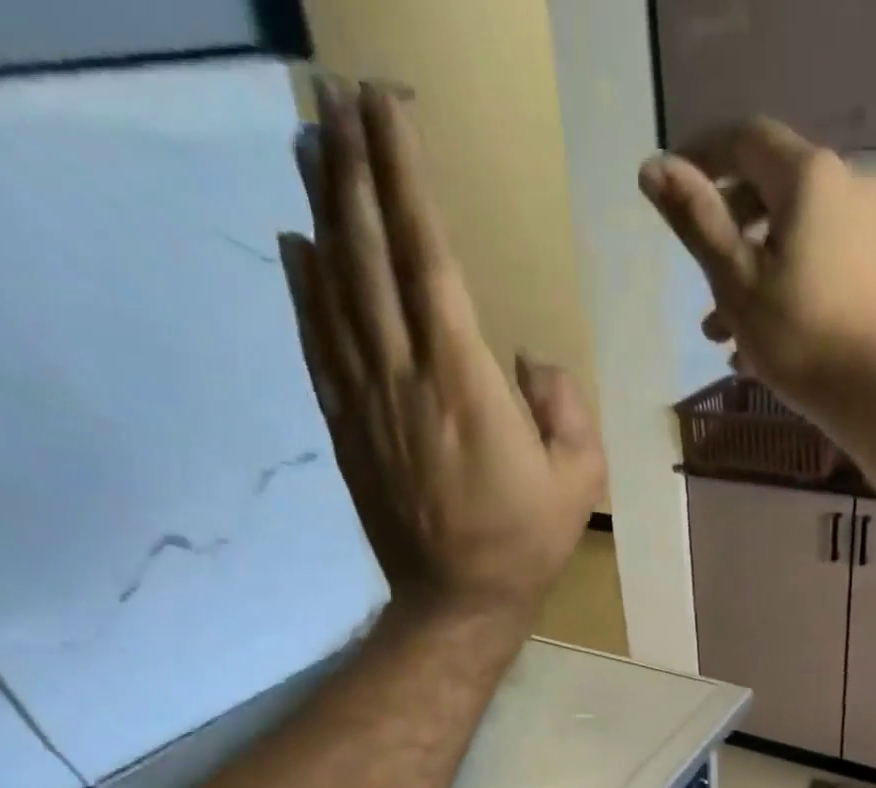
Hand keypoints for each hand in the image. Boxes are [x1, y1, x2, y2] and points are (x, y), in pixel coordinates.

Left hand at [280, 80, 604, 620]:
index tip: (387, 110)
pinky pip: (318, 344)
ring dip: (323, 211)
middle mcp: (404, 373)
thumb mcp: (578, 476)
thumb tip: (526, 359)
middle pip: (369, 254)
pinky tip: (297, 245)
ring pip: (334, 288)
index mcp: (465, 380)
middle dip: (355, 170)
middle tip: (337, 98)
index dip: (406, 178)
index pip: (429, 257)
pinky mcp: (346, 427)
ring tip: (312, 145)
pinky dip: (304, 289)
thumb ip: (562, 405)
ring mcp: (366, 399)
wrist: (458, 600)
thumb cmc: (526, 540)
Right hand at [639, 118, 875, 427]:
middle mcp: (848, 185)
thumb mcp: (737, 282)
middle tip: (700, 285)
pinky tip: (763, 343)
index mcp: (809, 176)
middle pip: (771, 190)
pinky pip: (821, 262)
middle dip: (727, 235)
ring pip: (794, 236)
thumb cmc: (802, 339)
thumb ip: (696, 220)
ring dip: (752, 276)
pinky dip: (786, 288)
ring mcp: (871, 228)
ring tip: (722, 336)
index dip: (701, 158)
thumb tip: (652, 165)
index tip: (670, 195)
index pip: (744, 139)